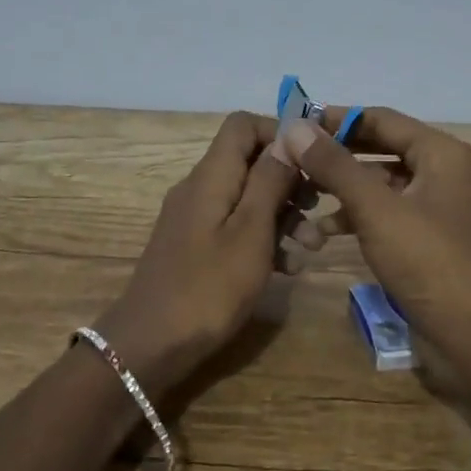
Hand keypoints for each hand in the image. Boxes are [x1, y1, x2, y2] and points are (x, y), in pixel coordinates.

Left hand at [97, 111, 298, 393]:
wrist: (151, 345)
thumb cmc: (209, 287)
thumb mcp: (251, 232)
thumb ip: (270, 180)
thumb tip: (289, 135)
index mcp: (211, 176)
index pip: (242, 125)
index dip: (279, 134)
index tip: (312, 162)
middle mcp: (200, 188)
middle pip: (249, 162)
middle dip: (289, 182)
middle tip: (319, 210)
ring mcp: (195, 218)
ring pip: (246, 198)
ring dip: (282, 215)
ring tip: (312, 247)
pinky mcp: (195, 247)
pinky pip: (235, 227)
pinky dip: (262, 239)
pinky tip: (287, 268)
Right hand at [278, 107, 470, 344]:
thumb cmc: (428, 261)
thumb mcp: (376, 209)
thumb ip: (334, 165)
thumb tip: (296, 127)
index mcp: (440, 152)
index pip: (380, 119)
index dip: (336, 119)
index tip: (294, 124)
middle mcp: (440, 171)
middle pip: (378, 149)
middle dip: (335, 155)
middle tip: (291, 158)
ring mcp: (434, 206)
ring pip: (378, 183)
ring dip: (341, 188)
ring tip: (300, 195)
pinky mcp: (425, 237)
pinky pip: (384, 212)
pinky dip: (355, 216)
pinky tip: (322, 232)